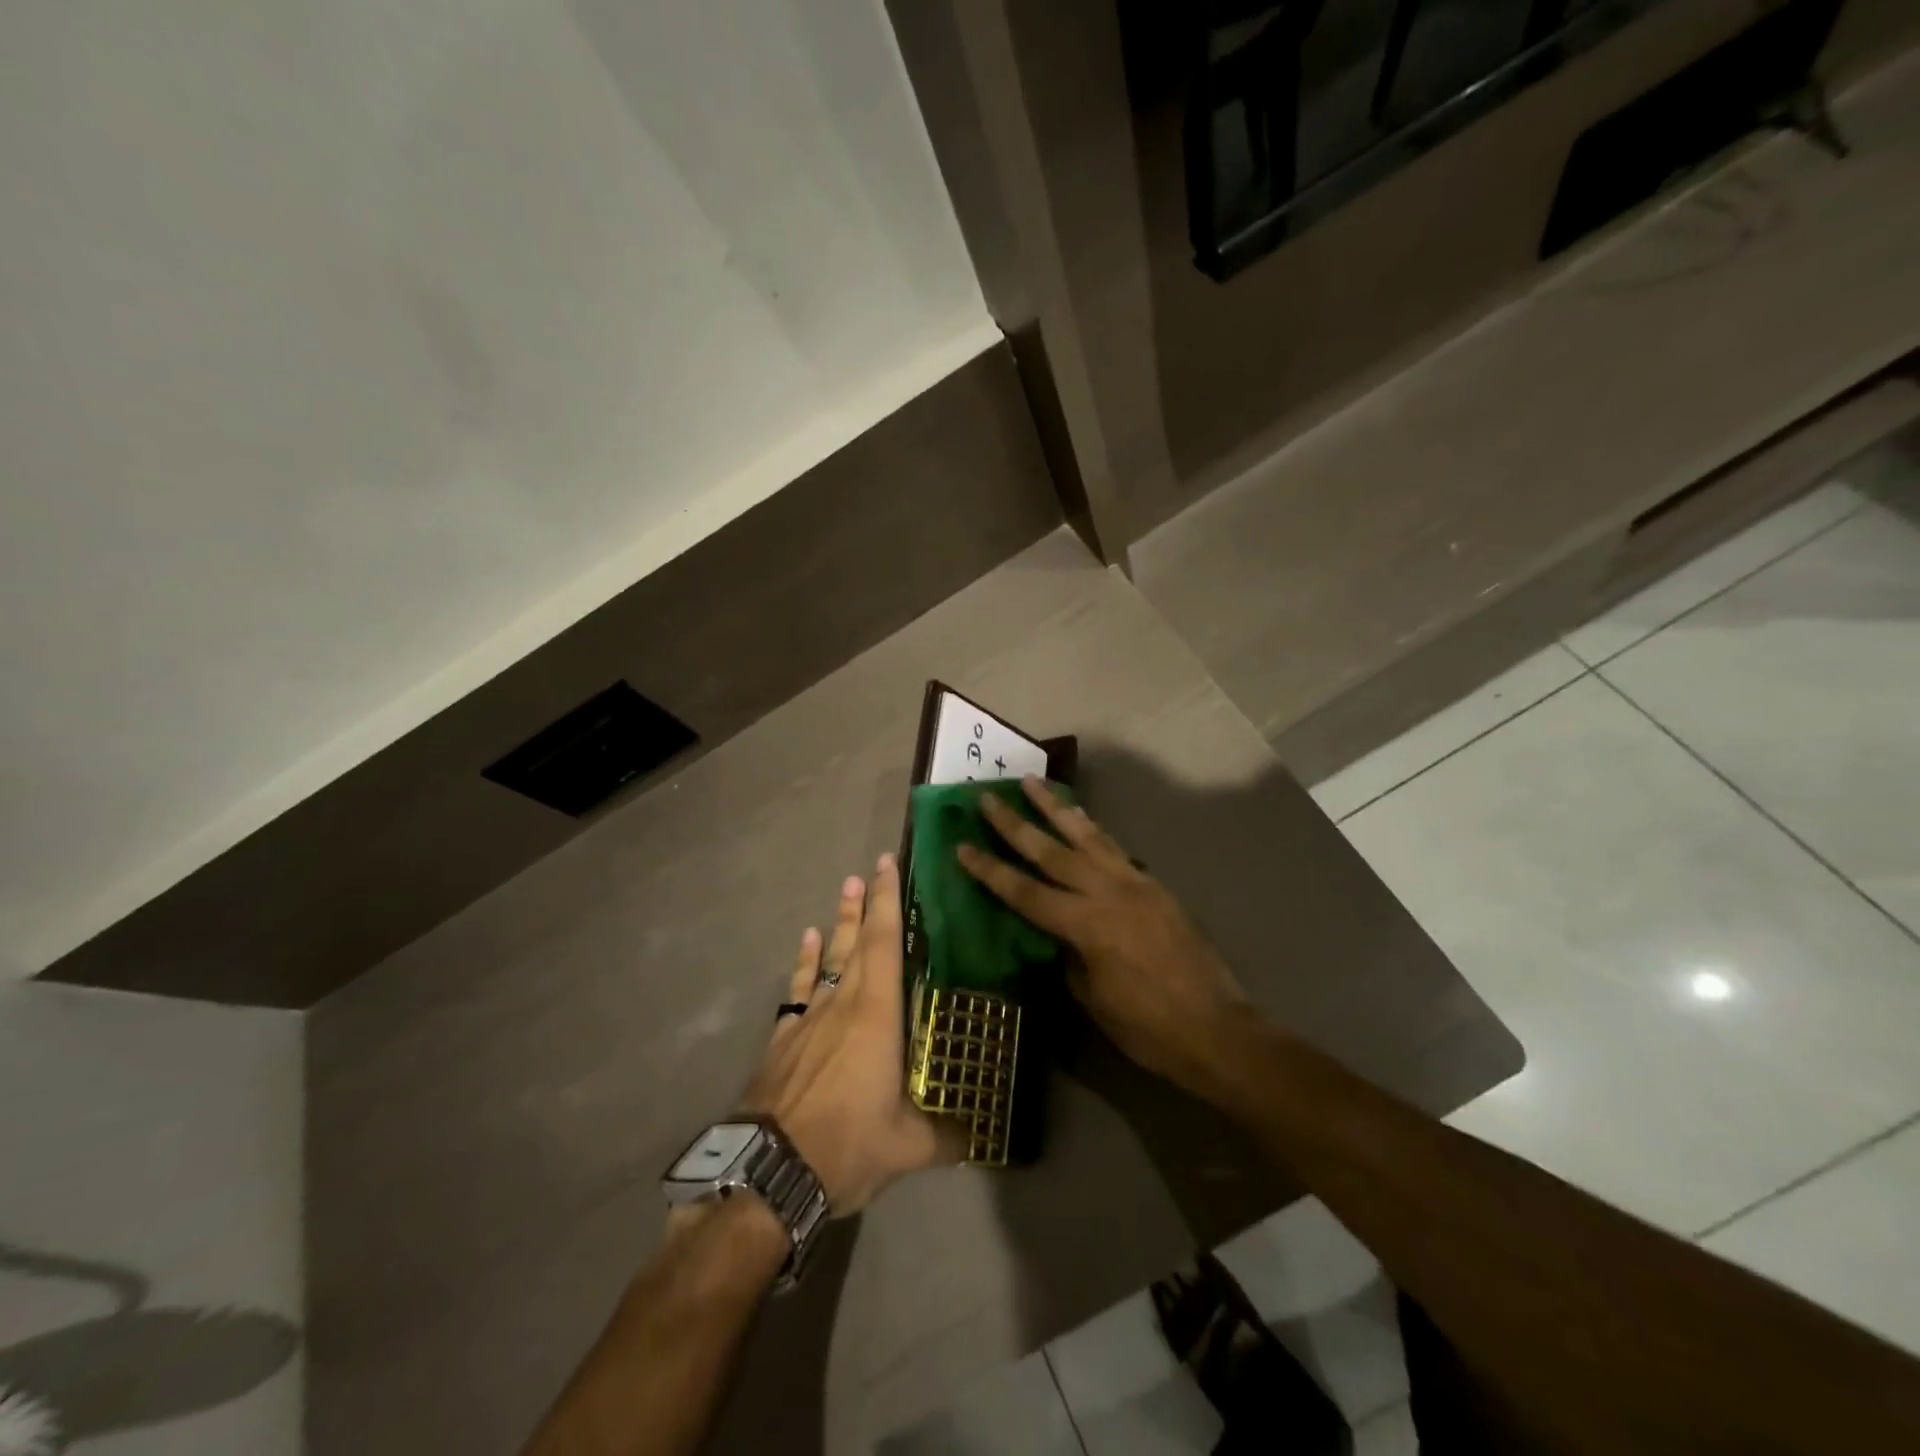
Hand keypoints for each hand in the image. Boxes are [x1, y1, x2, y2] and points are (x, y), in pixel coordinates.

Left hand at [739, 854, 963, 1214]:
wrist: (767, 1173)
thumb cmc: (845, 1145)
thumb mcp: (909, 1148)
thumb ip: (946, 1135)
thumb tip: (979, 1135)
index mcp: (876, 1016)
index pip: (884, 944)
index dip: (887, 902)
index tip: (888, 865)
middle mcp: (842, 1005)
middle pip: (856, 943)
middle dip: (866, 904)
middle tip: (870, 868)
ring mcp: (808, 1019)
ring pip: (828, 959)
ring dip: (839, 924)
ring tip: (845, 890)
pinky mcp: (782, 1040)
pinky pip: (799, 988)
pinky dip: (806, 962)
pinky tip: (808, 943)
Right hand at [956, 778, 1248, 1093]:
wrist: (1216, 1029)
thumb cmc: (1147, 1027)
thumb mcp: (1092, 999)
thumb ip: (1067, 955)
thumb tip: (1053, 933)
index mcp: (1086, 926)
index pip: (1025, 892)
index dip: (990, 870)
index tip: (962, 846)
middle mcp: (1107, 893)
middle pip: (1051, 852)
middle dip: (1015, 824)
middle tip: (987, 797)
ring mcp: (1134, 883)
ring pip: (1087, 836)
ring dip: (1055, 808)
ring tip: (1032, 782)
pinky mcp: (1154, 885)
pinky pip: (1114, 848)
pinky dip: (1092, 828)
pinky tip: (1080, 817)